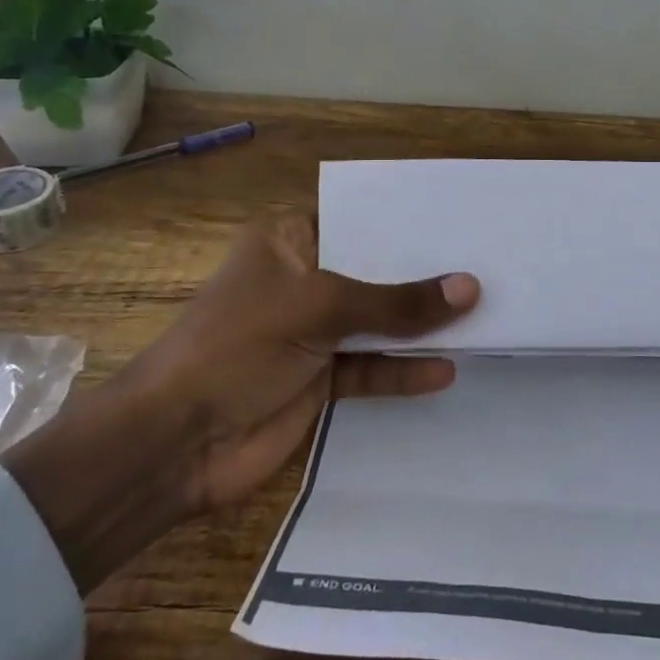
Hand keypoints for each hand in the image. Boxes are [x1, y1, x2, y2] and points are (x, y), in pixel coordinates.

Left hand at [2, 211, 478, 591]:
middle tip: (485, 263)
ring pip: (378, 322)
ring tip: (480, 317)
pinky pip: (371, 369)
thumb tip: (470, 288)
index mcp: (288, 241)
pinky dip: (402, 371)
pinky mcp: (319, 381)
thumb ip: (396, 302)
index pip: (357, 218)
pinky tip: (443, 371)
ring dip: (420, 325)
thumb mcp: (319, 308)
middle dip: (423, 273)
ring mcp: (312, 333)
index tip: (459, 217)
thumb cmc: (237, 344)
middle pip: (374, 271)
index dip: (404, 220)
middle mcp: (304, 280)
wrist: (174, 443)